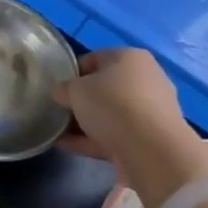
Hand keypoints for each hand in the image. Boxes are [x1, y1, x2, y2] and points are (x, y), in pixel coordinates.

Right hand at [52, 48, 195, 178]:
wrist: (151, 149)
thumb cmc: (112, 105)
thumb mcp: (75, 91)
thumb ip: (63, 89)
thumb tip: (59, 92)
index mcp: (130, 58)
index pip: (95, 58)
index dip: (72, 72)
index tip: (56, 88)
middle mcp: (145, 79)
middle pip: (104, 88)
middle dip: (80, 100)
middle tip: (58, 111)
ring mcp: (150, 110)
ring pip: (110, 114)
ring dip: (85, 123)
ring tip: (59, 132)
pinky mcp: (150, 138)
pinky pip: (115, 135)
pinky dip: (93, 140)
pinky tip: (69, 146)